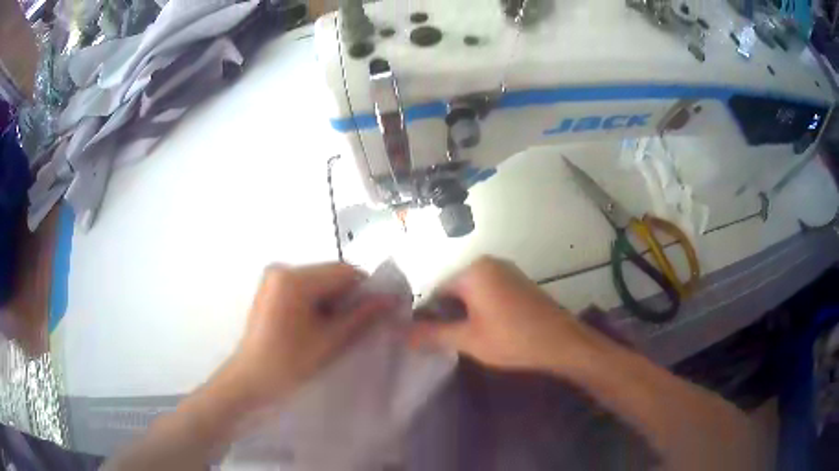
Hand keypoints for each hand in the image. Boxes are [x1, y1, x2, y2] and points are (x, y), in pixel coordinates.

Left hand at [225, 263, 392, 405]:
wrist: (250, 380)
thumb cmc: (289, 363)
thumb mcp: (330, 341)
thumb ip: (362, 317)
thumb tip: (390, 299)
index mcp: (293, 278)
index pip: (344, 272)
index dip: (366, 289)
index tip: (379, 311)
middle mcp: (282, 268)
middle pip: (330, 275)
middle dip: (348, 297)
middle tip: (360, 324)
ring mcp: (273, 278)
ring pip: (319, 282)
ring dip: (333, 301)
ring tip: (338, 329)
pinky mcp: (271, 288)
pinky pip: (304, 288)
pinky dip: (317, 303)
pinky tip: (319, 325)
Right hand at [410, 256, 592, 371]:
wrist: (562, 342)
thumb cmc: (513, 339)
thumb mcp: (468, 339)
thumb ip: (433, 334)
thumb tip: (401, 333)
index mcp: (473, 271)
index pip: (436, 291)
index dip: (428, 316)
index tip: (427, 339)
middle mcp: (489, 263)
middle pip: (454, 290)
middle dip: (448, 315)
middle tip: (447, 342)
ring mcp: (507, 271)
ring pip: (472, 293)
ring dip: (465, 314)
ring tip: (466, 339)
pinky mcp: (519, 282)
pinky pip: (489, 292)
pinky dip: (481, 309)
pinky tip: (486, 330)